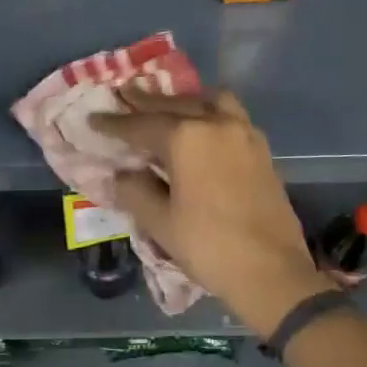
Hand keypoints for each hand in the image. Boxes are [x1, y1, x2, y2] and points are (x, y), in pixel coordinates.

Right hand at [91, 88, 331, 337]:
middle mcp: (216, 123)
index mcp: (187, 137)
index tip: (94, 119)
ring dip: (184, 100)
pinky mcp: (261, 149)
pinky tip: (200, 128)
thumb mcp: (160, 222)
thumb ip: (135, 190)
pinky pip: (229, 115)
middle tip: (124, 95)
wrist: (272, 271)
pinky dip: (208, 112)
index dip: (114, 124)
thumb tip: (121, 174)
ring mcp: (243, 133)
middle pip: (174, 104)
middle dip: (146, 102)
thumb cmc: (209, 246)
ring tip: (166, 106)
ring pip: (208, 102)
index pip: (141, 125)